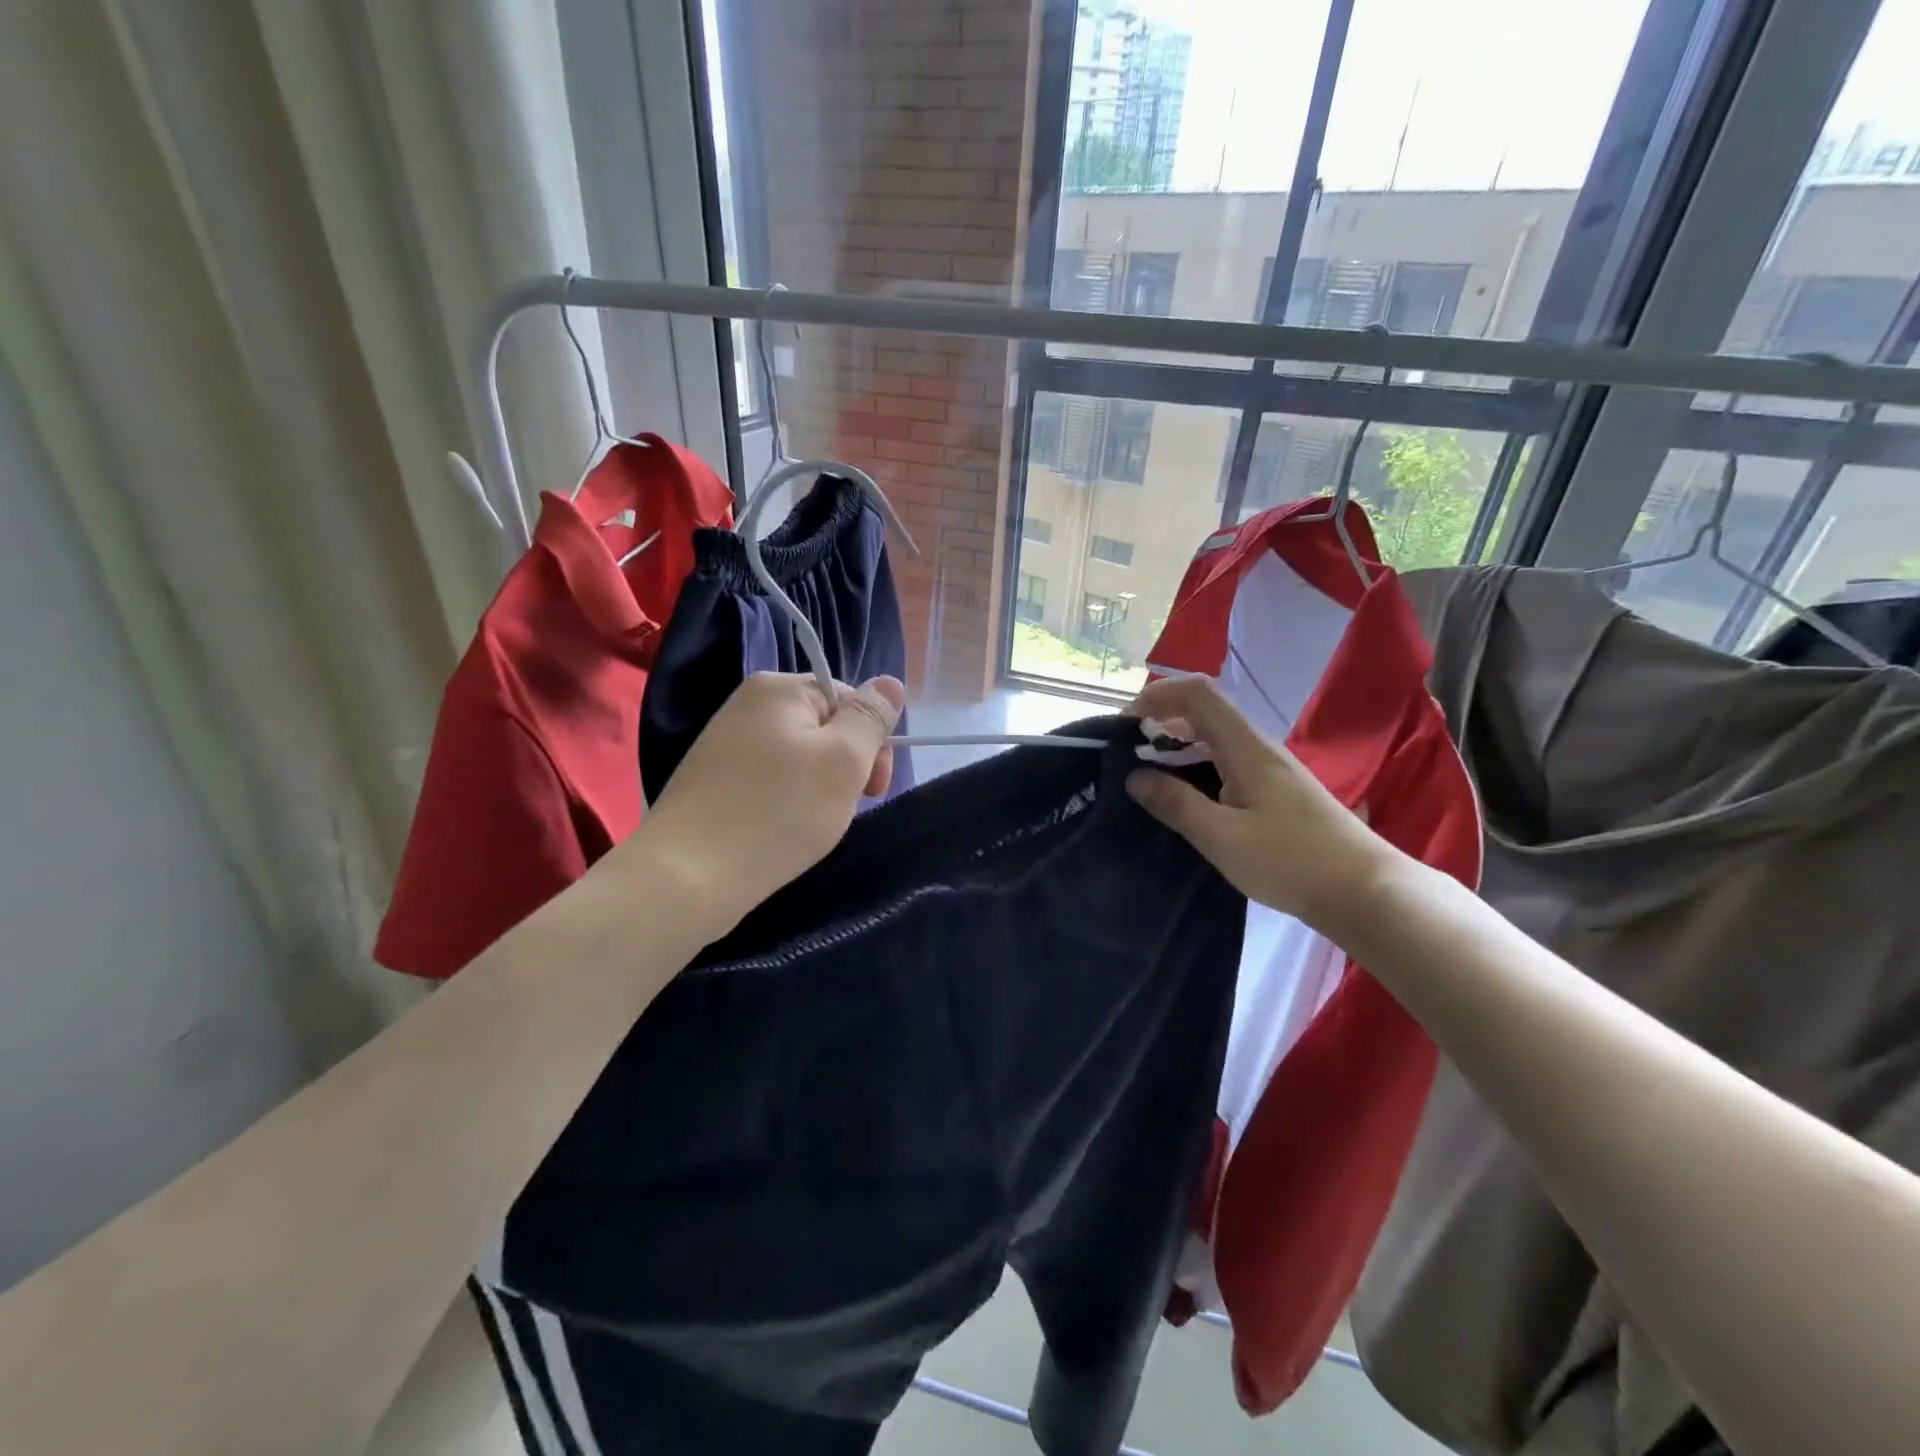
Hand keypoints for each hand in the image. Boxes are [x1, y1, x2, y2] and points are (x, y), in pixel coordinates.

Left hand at [627, 672, 905, 936]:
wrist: (687, 877)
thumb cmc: (778, 812)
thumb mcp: (843, 761)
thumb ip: (870, 717)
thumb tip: (890, 682)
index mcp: (778, 688)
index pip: (849, 698)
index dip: (872, 741)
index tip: (875, 788)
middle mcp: (747, 704)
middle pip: (824, 726)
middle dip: (846, 766)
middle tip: (844, 809)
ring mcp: (725, 743)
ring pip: (800, 757)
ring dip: (820, 787)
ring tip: (813, 824)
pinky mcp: (714, 780)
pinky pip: (770, 779)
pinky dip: (788, 802)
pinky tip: (784, 830)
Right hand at [1126, 675, 1393, 933]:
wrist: (1365, 892)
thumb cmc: (1292, 862)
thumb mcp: (1223, 837)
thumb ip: (1176, 804)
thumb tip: (1134, 776)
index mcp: (1247, 749)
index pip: (1198, 694)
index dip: (1158, 695)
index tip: (1125, 723)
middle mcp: (1259, 748)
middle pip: (1205, 712)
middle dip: (1161, 720)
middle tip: (1127, 752)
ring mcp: (1271, 770)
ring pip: (1216, 738)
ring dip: (1178, 746)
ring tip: (1146, 775)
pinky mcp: (1276, 791)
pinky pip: (1227, 762)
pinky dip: (1196, 767)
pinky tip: (1185, 798)